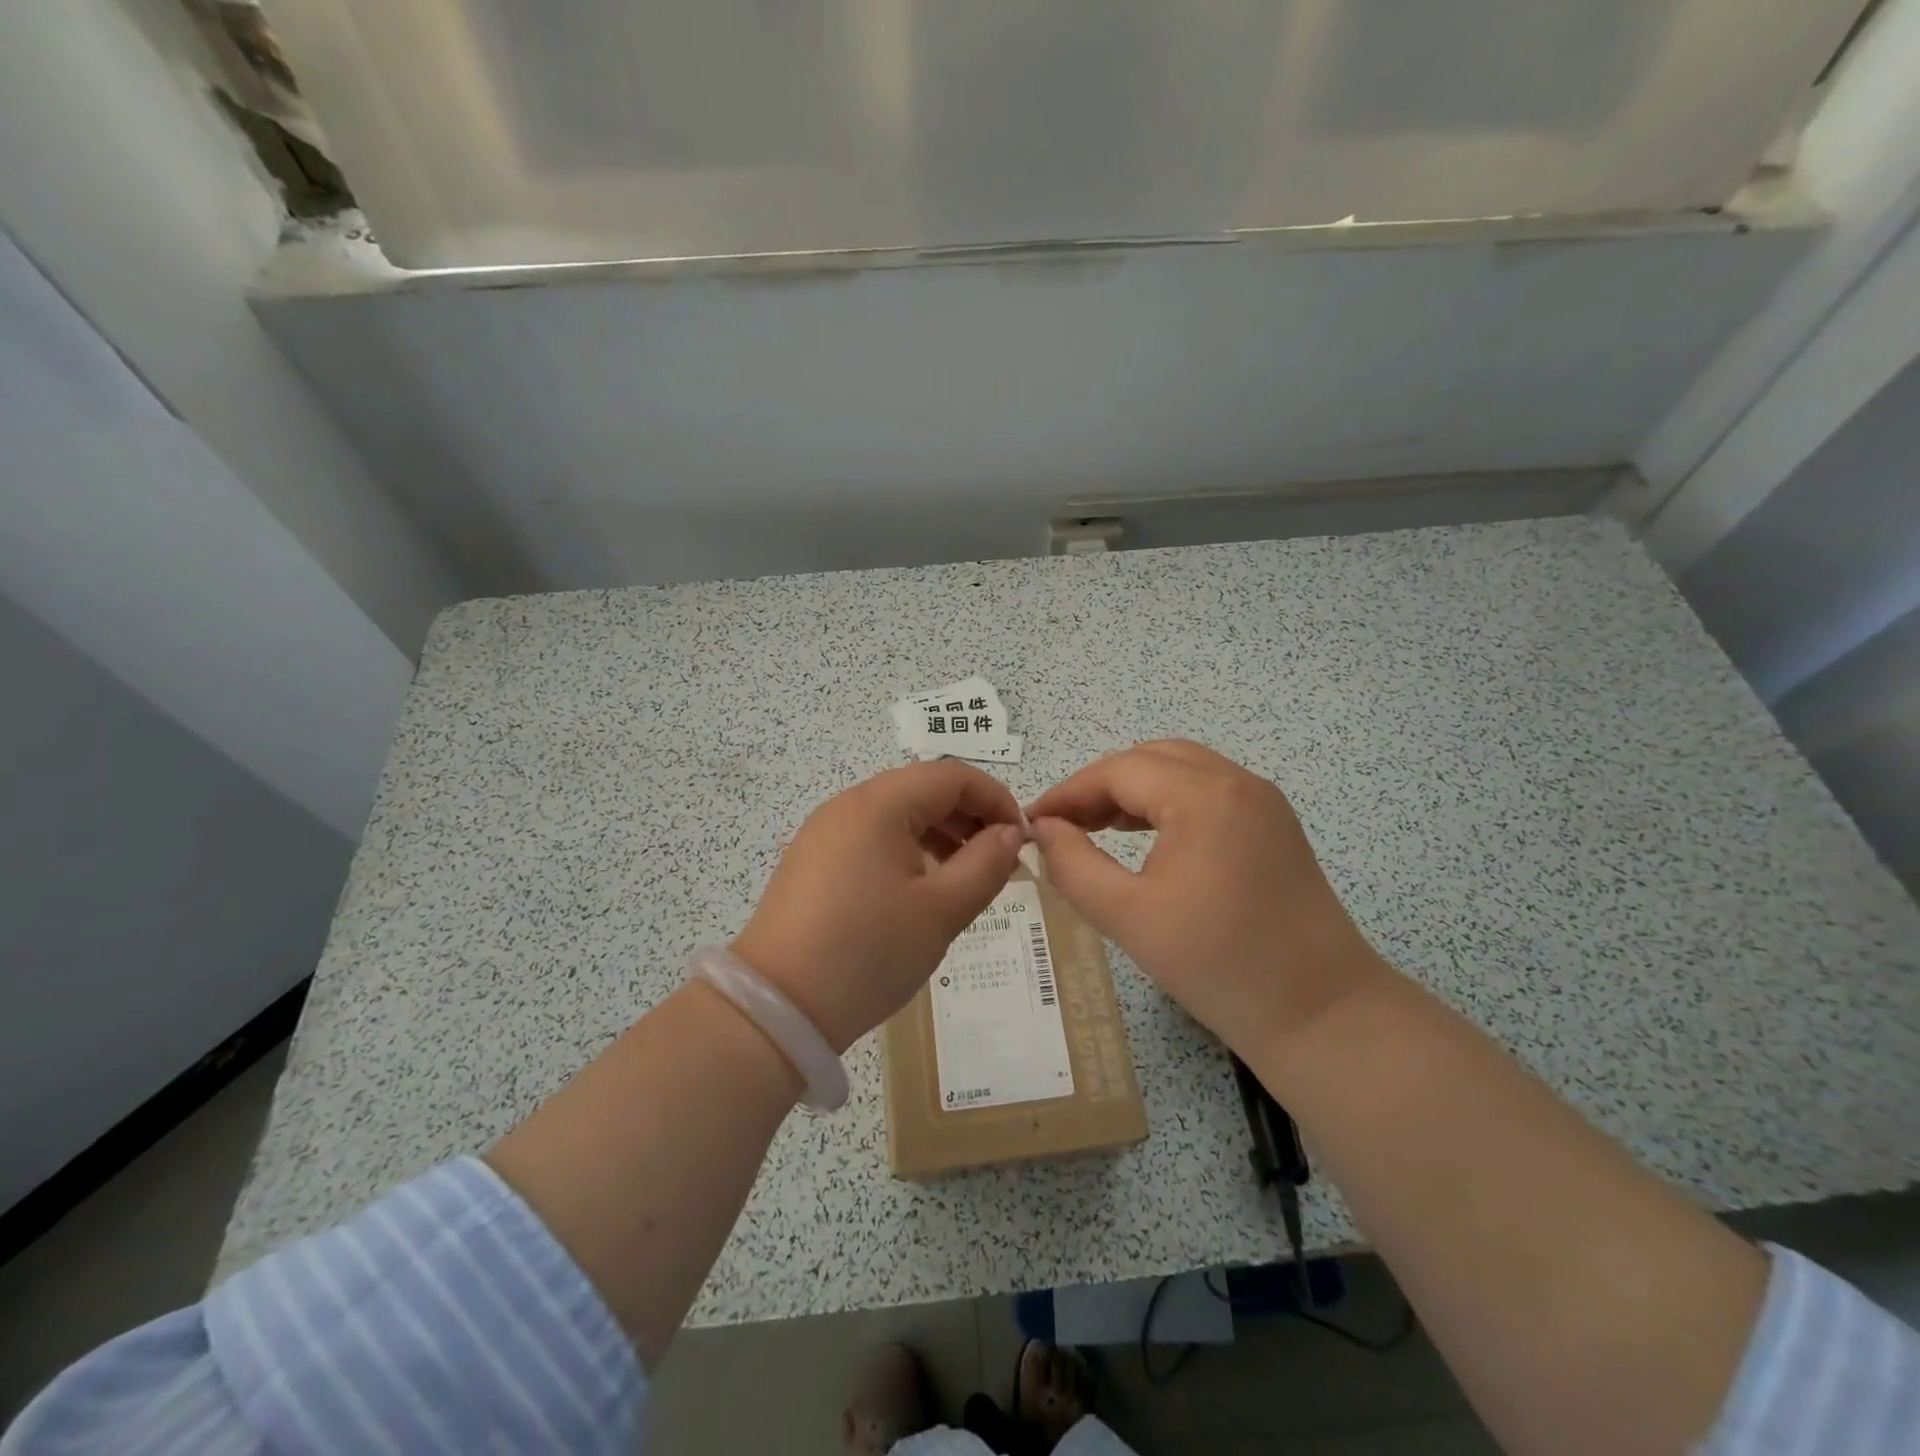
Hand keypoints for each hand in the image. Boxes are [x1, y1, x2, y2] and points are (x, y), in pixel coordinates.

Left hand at [731, 761, 1025, 1052]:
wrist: (778, 1007)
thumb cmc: (869, 952)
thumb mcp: (942, 910)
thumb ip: (986, 864)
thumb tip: (1010, 833)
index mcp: (879, 804)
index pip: (952, 775)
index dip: (996, 798)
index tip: (1022, 838)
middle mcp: (848, 804)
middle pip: (923, 789)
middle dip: (969, 816)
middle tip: (999, 859)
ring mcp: (825, 831)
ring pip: (897, 813)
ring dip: (940, 833)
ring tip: (966, 875)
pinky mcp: (813, 859)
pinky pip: (872, 837)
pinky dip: (907, 849)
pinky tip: (921, 888)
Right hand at [1027, 740, 1390, 1049]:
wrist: (1322, 1014)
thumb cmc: (1219, 966)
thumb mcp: (1127, 916)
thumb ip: (1073, 865)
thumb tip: (1045, 830)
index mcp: (1204, 796)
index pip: (1118, 771)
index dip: (1069, 792)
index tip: (1032, 822)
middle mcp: (1237, 782)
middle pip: (1150, 759)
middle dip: (1100, 786)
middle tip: (1063, 825)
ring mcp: (1262, 801)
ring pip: (1181, 770)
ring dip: (1134, 790)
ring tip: (1095, 827)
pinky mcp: (1274, 825)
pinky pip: (1208, 791)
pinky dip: (1167, 801)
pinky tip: (1146, 836)